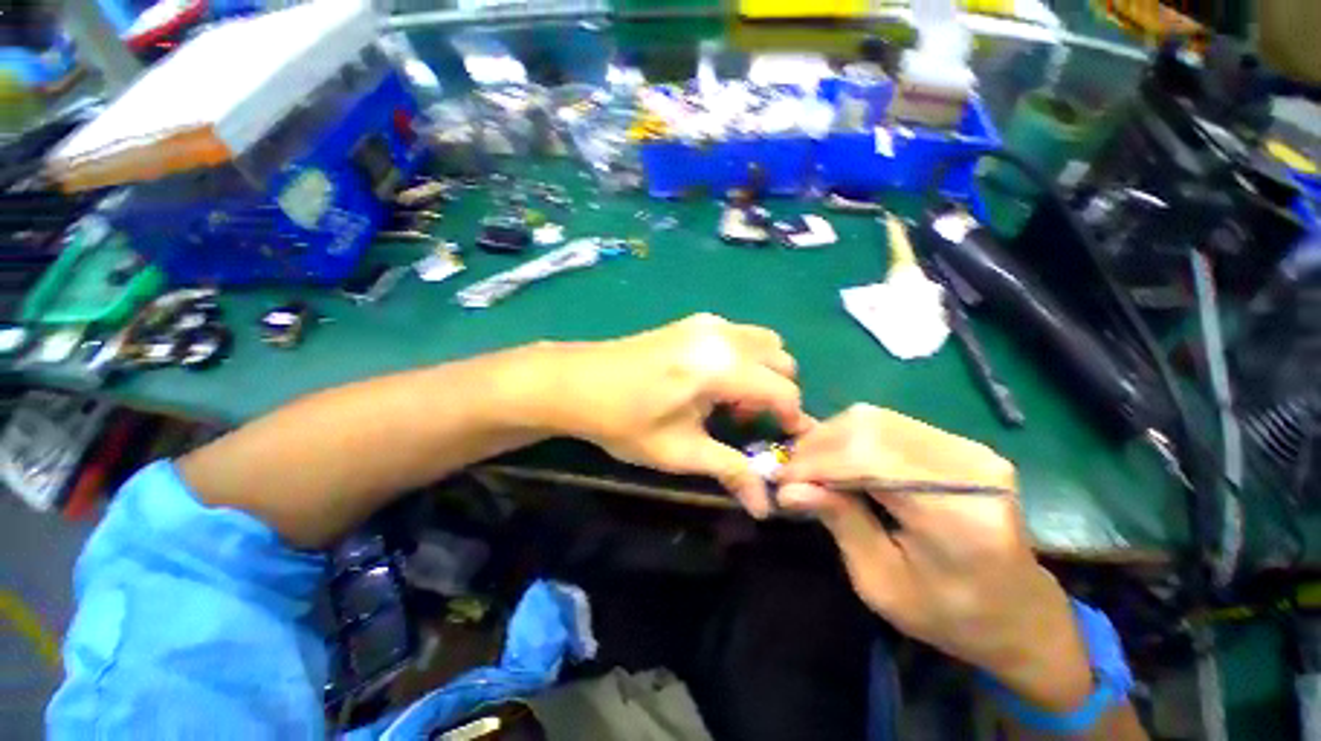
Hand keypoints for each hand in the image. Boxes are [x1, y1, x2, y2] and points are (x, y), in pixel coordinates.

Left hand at [543, 314, 810, 516]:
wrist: (576, 383)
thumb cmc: (625, 420)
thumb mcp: (679, 451)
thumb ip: (730, 471)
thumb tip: (767, 507)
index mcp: (723, 366)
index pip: (784, 391)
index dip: (792, 420)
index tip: (785, 444)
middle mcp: (724, 336)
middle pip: (782, 360)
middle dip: (777, 394)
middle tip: (748, 422)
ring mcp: (708, 323)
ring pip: (764, 343)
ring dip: (762, 373)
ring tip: (731, 401)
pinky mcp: (693, 321)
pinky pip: (739, 335)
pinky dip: (744, 357)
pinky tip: (713, 381)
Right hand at [776, 405, 1093, 713]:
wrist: (1020, 613)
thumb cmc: (950, 615)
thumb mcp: (883, 585)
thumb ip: (840, 525)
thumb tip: (789, 488)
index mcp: (957, 516)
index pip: (868, 459)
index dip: (816, 463)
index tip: (782, 481)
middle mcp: (971, 468)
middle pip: (870, 427)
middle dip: (818, 445)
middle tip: (792, 472)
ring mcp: (971, 449)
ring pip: (875, 418)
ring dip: (831, 438)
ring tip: (810, 465)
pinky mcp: (963, 444)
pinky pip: (890, 424)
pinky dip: (852, 437)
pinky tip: (839, 459)